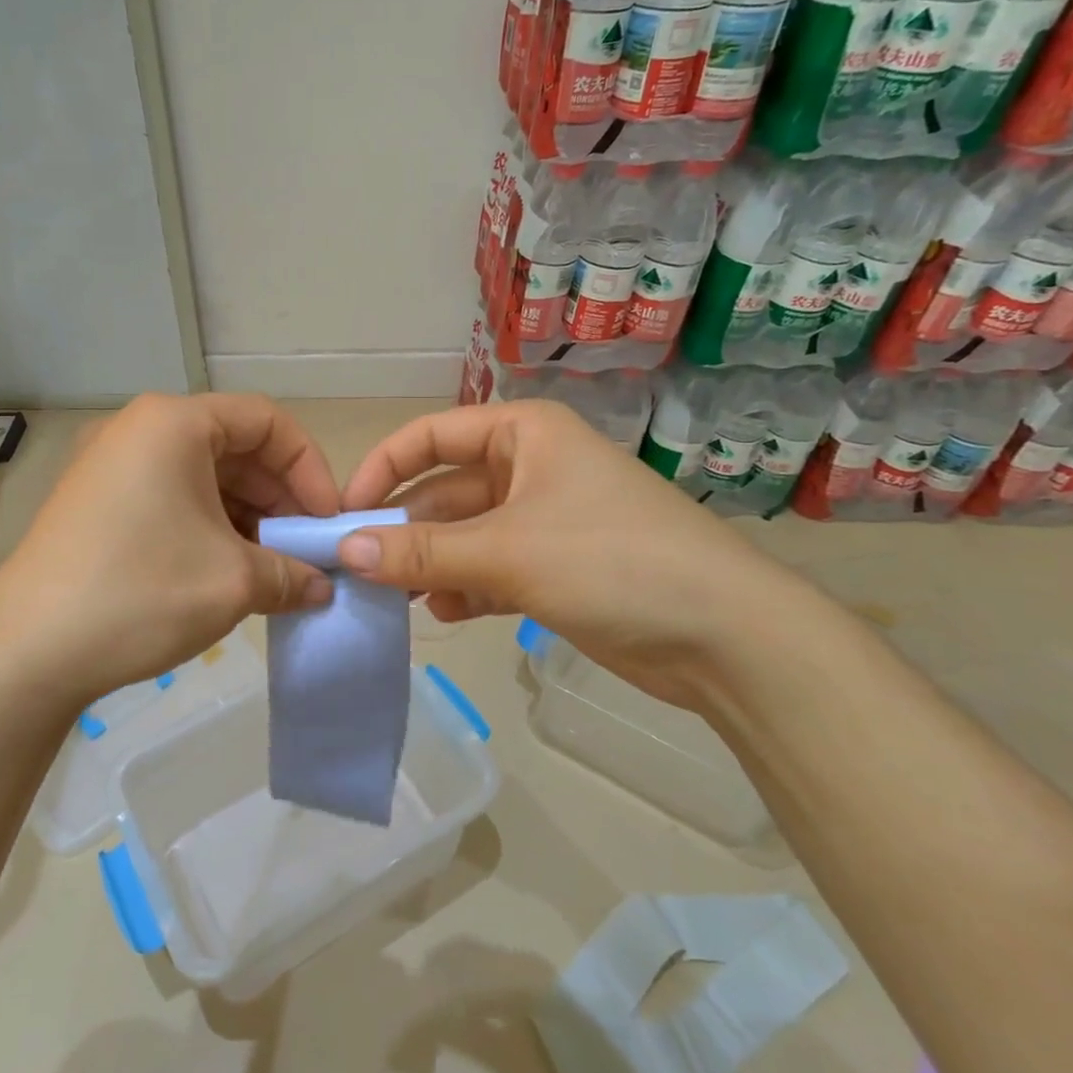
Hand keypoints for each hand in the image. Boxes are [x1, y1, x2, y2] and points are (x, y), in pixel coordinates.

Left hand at [0, 394, 339, 715]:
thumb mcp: (233, 582)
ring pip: (202, 476)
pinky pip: (170, 497)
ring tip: (271, 568)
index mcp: (173, 423)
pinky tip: (226, 572)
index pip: (266, 420)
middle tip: (304, 550)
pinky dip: (208, 527)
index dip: (309, 467)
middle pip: (233, 446)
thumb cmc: (141, 593)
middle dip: (278, 497)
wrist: (27, 651)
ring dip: (246, 517)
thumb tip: (321, 586)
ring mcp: (109, 465)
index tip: (326, 521)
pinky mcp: (94, 502)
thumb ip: (292, 574)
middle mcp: (138, 429)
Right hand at [337, 400, 815, 709]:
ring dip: (430, 563)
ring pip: (465, 535)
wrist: (728, 637)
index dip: (383, 467)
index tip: (344, 511)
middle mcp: (532, 468)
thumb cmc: (613, 562)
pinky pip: (491, 569)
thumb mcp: (506, 551)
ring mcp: (545, 521)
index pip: (432, 435)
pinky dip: (464, 588)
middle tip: (360, 568)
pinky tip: (445, 614)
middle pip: (445, 490)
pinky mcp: (557, 569)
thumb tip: (346, 551)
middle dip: (405, 528)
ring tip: (398, 598)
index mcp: (524, 435)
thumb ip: (421, 551)